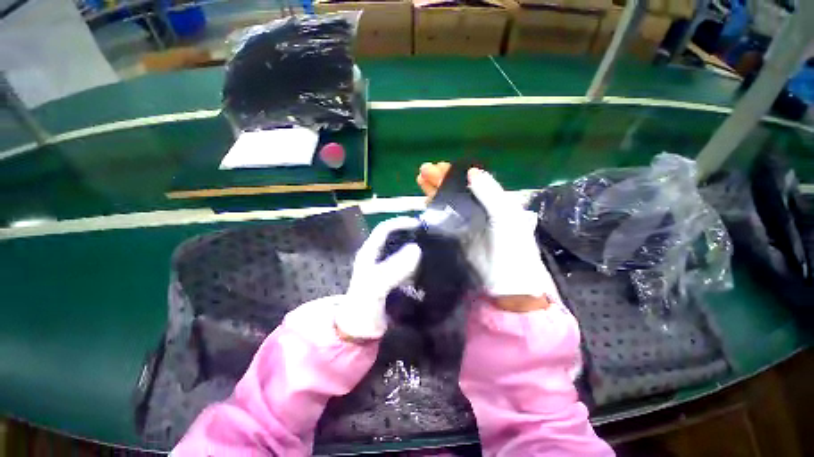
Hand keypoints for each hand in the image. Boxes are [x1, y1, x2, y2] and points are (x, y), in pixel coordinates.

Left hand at [335, 216, 421, 339]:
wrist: (359, 331)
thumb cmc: (363, 307)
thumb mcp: (375, 286)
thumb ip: (393, 268)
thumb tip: (417, 249)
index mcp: (369, 253)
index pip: (384, 229)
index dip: (400, 223)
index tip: (419, 225)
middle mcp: (377, 257)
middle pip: (395, 238)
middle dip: (411, 235)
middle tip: (430, 236)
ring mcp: (385, 268)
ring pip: (402, 252)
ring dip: (416, 249)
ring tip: (433, 249)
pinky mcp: (392, 279)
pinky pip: (407, 266)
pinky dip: (417, 264)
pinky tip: (428, 267)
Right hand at [417, 163, 560, 310]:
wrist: (507, 284)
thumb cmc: (512, 248)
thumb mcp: (505, 216)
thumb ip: (490, 193)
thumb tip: (472, 171)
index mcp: (494, 203)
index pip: (472, 182)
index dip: (455, 173)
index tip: (439, 166)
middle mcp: (480, 211)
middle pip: (457, 191)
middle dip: (440, 180)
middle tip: (423, 171)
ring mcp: (467, 224)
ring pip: (449, 203)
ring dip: (435, 192)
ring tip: (420, 180)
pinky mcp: (458, 237)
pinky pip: (445, 219)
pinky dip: (435, 210)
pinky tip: (425, 202)